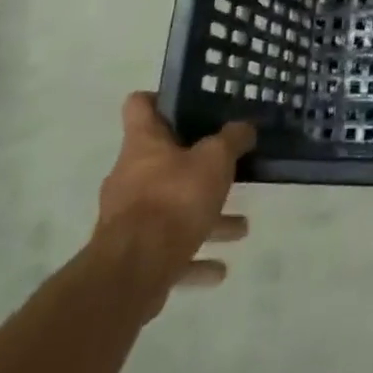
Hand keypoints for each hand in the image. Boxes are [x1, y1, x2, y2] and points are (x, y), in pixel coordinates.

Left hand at [92, 93, 254, 318]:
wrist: (131, 273)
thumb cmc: (174, 199)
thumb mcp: (215, 160)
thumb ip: (232, 140)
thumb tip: (245, 127)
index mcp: (143, 144)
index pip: (140, 105)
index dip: (161, 99)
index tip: (189, 104)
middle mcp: (130, 175)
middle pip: (163, 160)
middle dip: (198, 167)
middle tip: (227, 168)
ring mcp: (128, 218)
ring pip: (172, 208)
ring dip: (204, 215)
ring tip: (240, 227)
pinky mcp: (133, 256)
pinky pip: (169, 250)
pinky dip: (194, 256)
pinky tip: (219, 269)